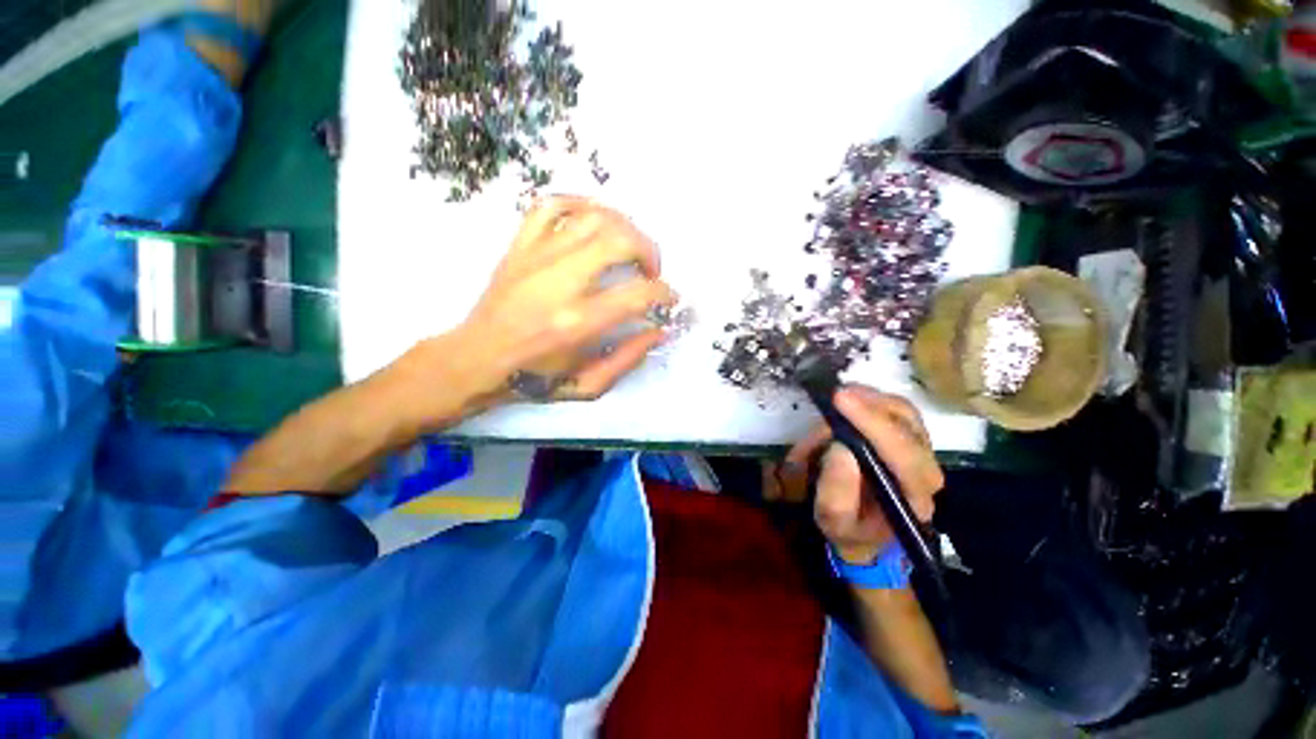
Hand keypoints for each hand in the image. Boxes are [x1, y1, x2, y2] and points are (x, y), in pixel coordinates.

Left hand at [399, 196, 675, 424]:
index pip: (637, 294)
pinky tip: (594, 221)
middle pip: (619, 240)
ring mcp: (536, 257)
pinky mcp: (520, 246)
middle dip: (649, 251)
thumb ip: (628, 358)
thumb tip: (660, 331)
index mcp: (578, 323)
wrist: (476, 360)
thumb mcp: (588, 385)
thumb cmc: (535, 379)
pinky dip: (581, 204)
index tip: (668, 299)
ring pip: (593, 216)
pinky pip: (551, 205)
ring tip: (629, 248)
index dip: (664, 294)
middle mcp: (560, 283)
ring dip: (624, 228)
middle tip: (651, 271)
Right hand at [784, 386, 943, 564]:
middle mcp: (927, 469)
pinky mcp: (908, 437)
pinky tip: (845, 404)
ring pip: (901, 409)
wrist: (865, 533)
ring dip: (865, 399)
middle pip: (907, 422)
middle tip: (829, 400)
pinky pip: (892, 407)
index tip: (838, 399)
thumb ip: (836, 493)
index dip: (871, 422)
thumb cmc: (849, 528)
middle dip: (866, 405)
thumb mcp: (834, 522)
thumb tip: (839, 449)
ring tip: (833, 404)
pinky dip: (867, 399)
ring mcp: (920, 449)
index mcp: (914, 495)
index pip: (903, 453)